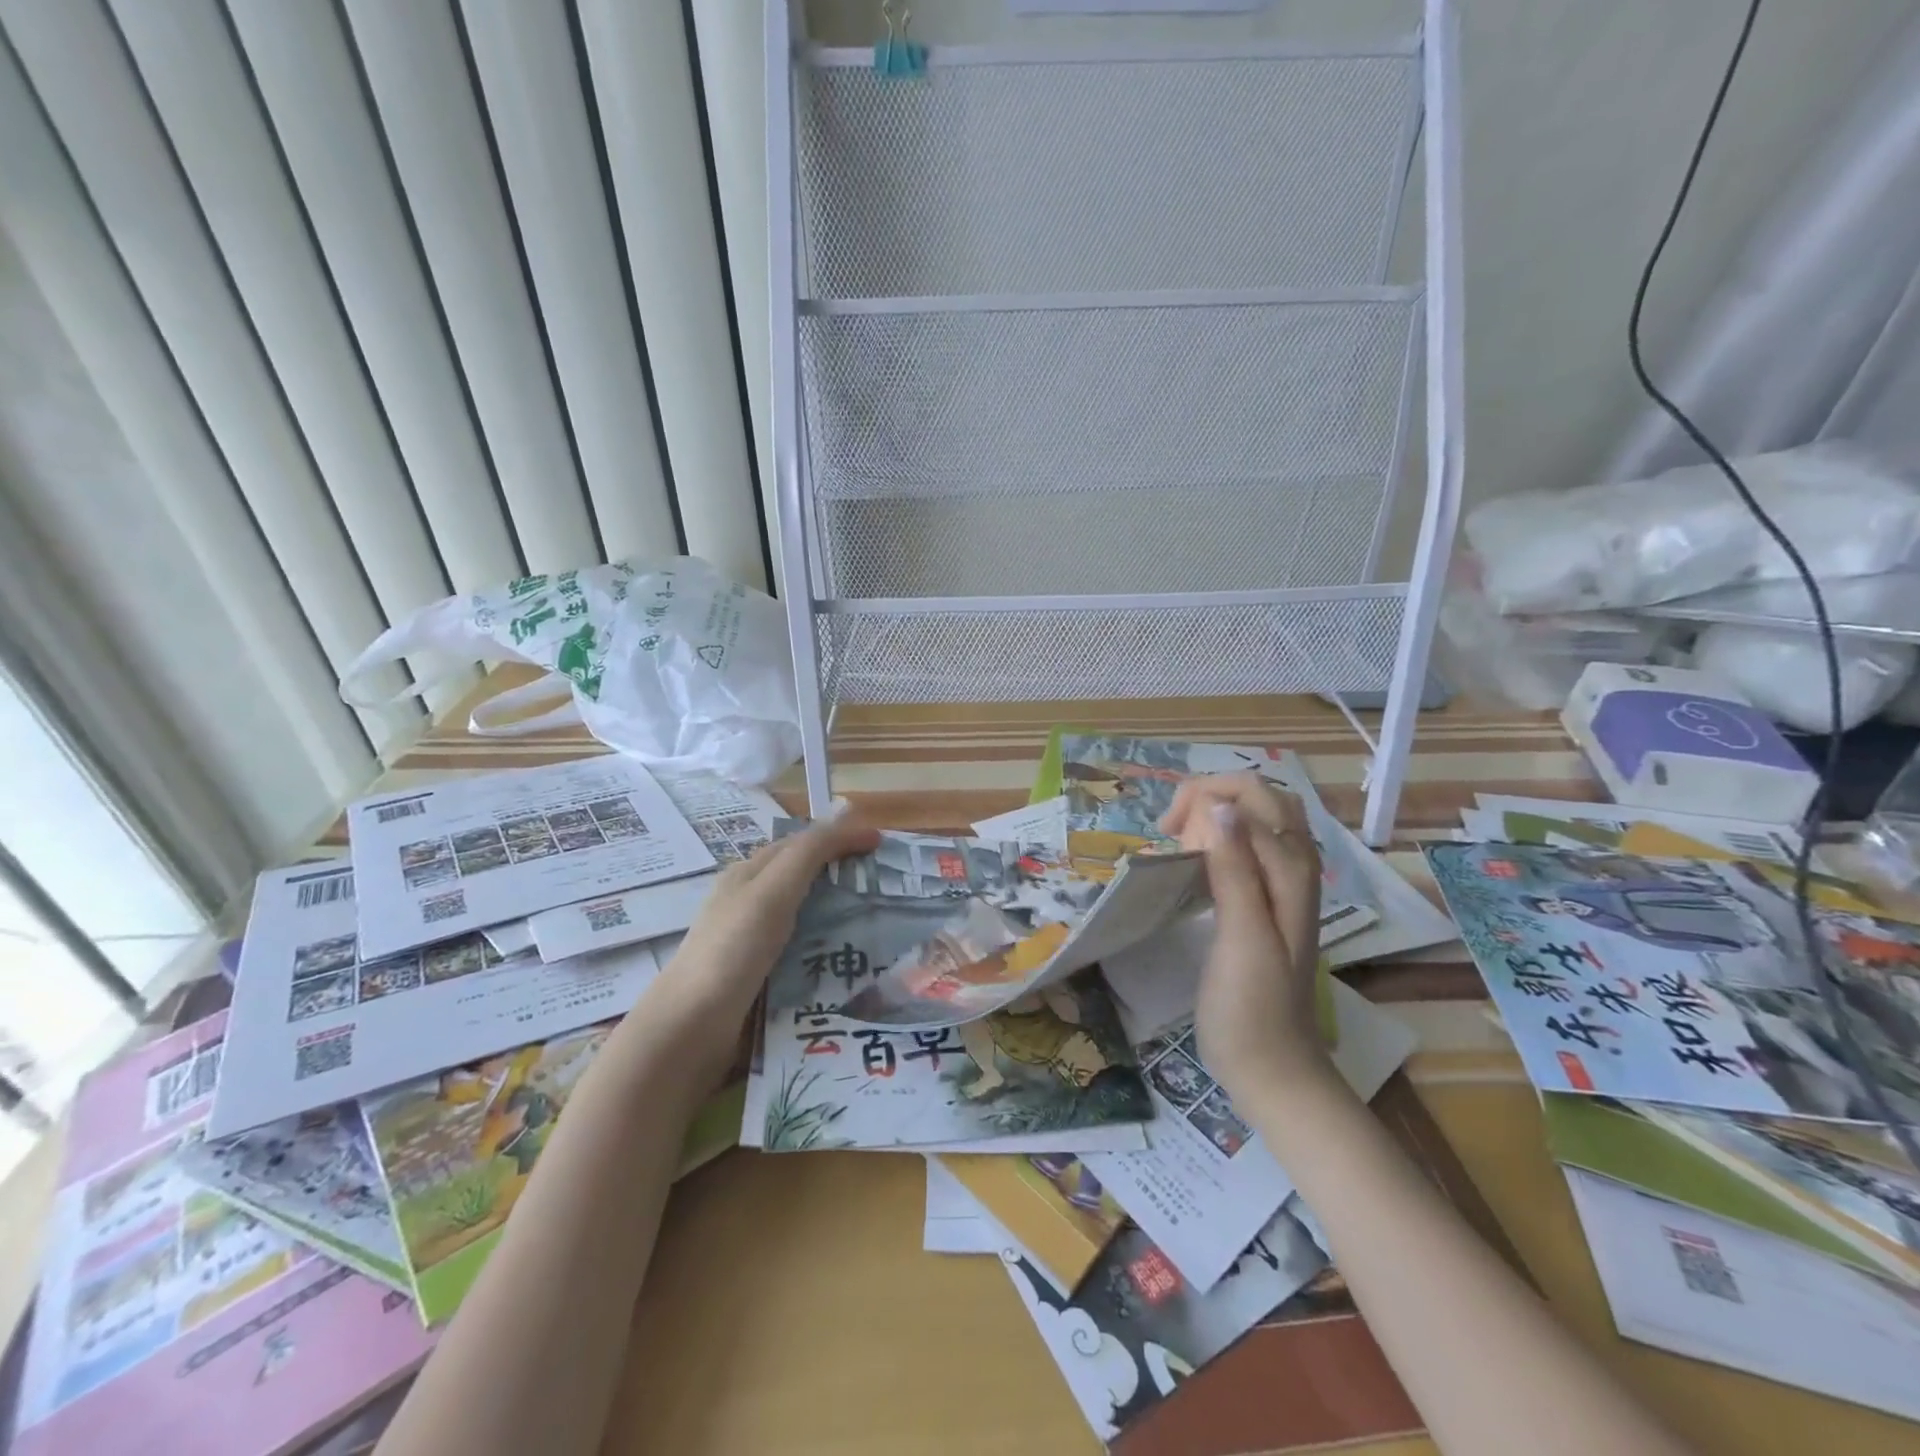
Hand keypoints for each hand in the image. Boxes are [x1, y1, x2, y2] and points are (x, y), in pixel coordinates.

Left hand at [647, 811, 879, 1080]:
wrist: (690, 1028)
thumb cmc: (733, 950)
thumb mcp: (773, 891)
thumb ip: (810, 853)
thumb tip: (851, 818)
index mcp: (749, 874)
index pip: (801, 842)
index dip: (840, 836)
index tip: (882, 844)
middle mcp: (749, 902)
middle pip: (803, 877)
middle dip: (844, 874)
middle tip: (888, 884)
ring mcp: (752, 942)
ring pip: (805, 916)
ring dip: (840, 913)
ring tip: (881, 924)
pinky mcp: (759, 977)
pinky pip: (802, 951)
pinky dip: (829, 947)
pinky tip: (849, 961)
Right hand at [1160, 774, 1330, 1103]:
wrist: (1273, 1068)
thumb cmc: (1252, 1008)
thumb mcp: (1242, 937)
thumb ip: (1235, 869)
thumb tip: (1218, 805)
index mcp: (1291, 869)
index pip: (1253, 795)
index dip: (1205, 798)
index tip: (1169, 835)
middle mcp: (1293, 866)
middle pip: (1258, 798)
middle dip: (1209, 798)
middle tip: (1172, 834)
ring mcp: (1282, 884)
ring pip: (1253, 820)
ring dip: (1212, 817)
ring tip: (1179, 845)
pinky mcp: (1265, 902)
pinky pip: (1244, 848)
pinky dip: (1216, 840)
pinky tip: (1192, 864)